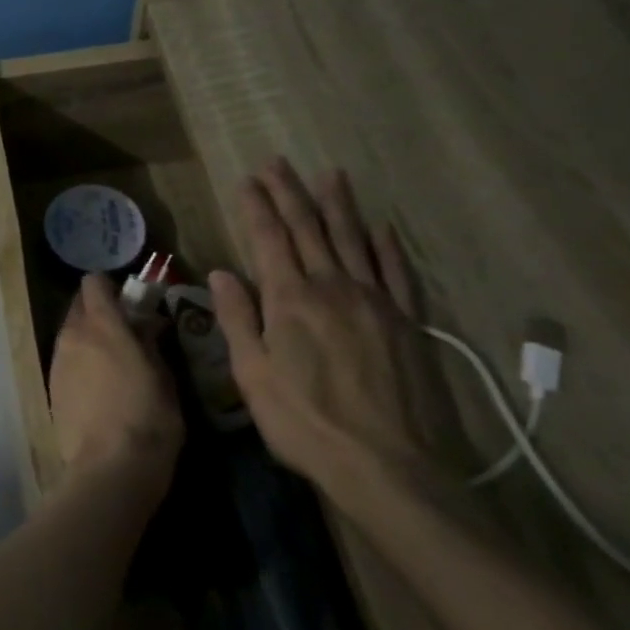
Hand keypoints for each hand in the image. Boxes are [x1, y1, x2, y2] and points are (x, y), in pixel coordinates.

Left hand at [48, 274, 183, 496]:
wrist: (109, 469)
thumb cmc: (148, 420)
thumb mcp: (164, 378)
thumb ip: (151, 343)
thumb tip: (147, 323)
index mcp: (103, 326)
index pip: (94, 283)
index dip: (110, 287)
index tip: (129, 301)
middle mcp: (73, 335)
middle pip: (78, 306)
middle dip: (98, 310)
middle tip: (123, 330)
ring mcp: (58, 361)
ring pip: (70, 332)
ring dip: (87, 336)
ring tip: (112, 360)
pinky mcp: (51, 386)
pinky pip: (65, 359)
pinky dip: (79, 360)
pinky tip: (97, 385)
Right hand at [210, 160, 459, 511]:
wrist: (387, 466)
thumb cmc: (305, 423)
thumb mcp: (252, 374)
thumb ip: (237, 319)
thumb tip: (221, 273)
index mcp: (290, 299)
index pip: (269, 239)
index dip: (257, 207)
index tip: (248, 180)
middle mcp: (333, 288)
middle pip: (309, 229)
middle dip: (291, 193)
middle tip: (278, 163)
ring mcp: (375, 302)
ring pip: (354, 240)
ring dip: (339, 205)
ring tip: (330, 175)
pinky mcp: (407, 323)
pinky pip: (397, 273)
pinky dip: (387, 246)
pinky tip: (381, 228)